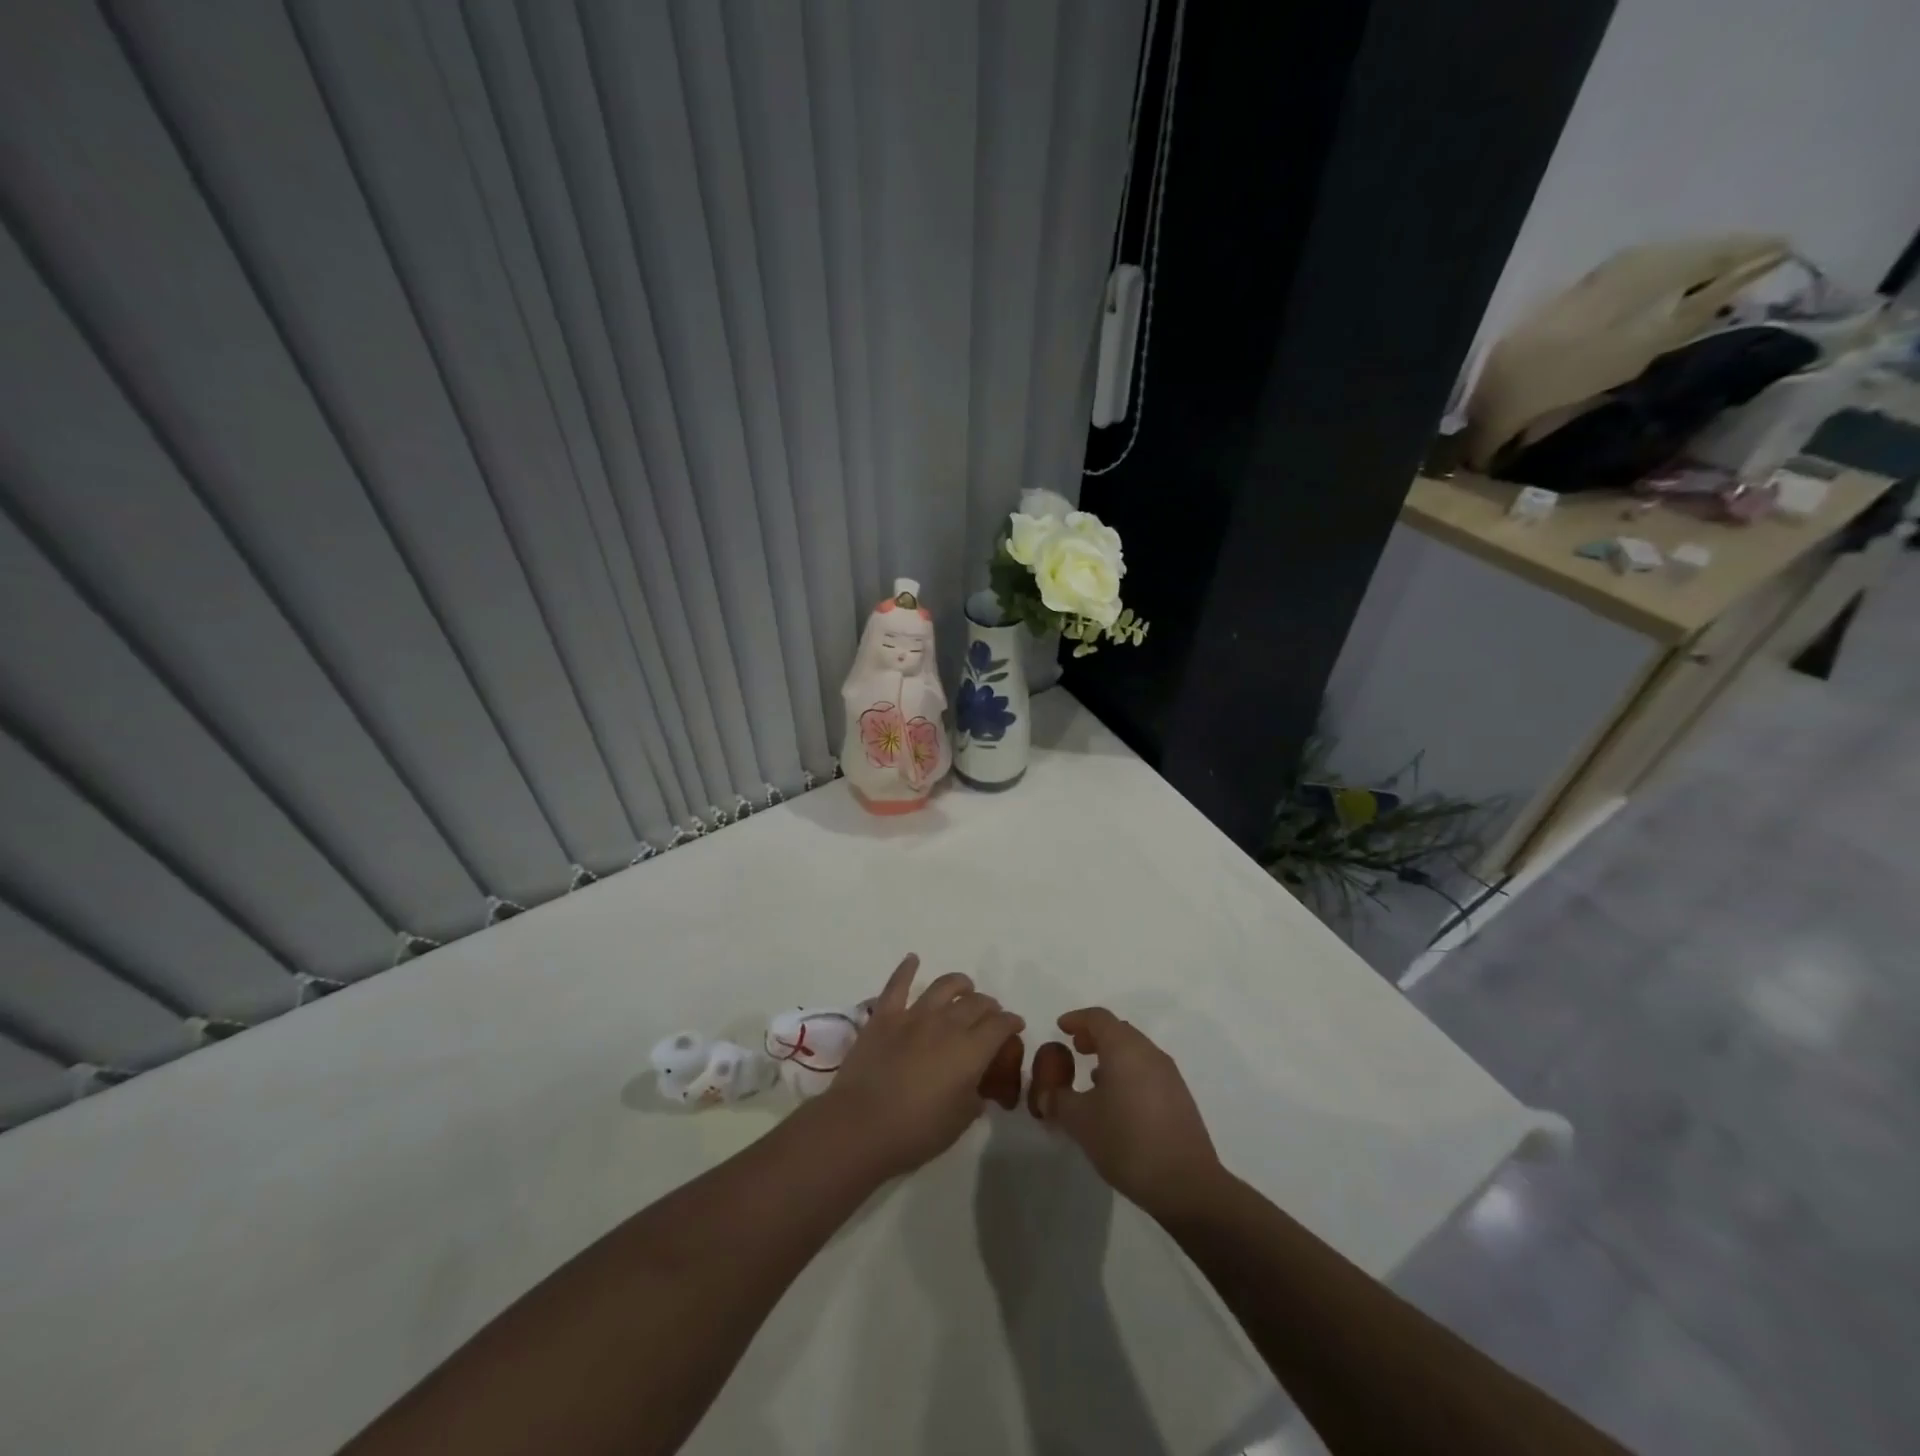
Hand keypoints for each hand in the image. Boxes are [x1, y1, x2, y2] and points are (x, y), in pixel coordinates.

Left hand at [821, 954, 1024, 1180]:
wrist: (861, 1125)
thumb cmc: (916, 1131)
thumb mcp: (960, 1120)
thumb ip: (975, 1095)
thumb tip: (977, 1083)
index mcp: (971, 1050)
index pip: (1000, 1025)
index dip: (1011, 1023)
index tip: (1014, 1026)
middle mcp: (947, 1024)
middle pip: (976, 1003)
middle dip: (989, 1006)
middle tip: (991, 1014)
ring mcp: (914, 1016)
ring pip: (944, 986)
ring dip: (959, 984)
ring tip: (964, 987)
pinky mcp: (884, 1016)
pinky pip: (897, 984)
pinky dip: (906, 968)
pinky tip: (913, 958)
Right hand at [1034, 1007, 1222, 1219]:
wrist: (1186, 1184)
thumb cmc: (1126, 1142)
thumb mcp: (1080, 1122)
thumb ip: (1058, 1101)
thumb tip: (1046, 1094)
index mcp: (1124, 1049)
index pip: (1098, 1018)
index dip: (1077, 1019)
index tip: (1061, 1027)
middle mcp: (1149, 1053)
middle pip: (1119, 1030)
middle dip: (1095, 1036)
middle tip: (1075, 1049)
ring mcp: (1169, 1075)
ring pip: (1136, 1051)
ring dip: (1113, 1055)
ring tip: (1094, 1076)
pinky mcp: (1180, 1098)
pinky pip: (1148, 1071)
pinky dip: (1129, 1073)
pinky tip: (1118, 1101)